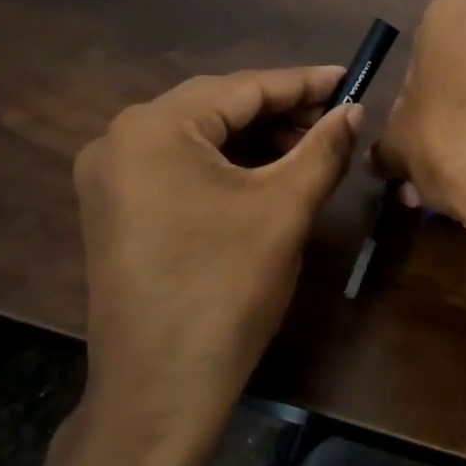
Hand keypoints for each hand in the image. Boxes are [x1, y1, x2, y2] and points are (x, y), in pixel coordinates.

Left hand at [65, 67, 360, 465]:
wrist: (161, 387)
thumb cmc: (226, 288)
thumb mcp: (284, 209)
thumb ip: (322, 149)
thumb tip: (354, 110)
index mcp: (154, 127)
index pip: (242, 88)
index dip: (303, 83)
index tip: (349, 78)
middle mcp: (120, 140)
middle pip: (216, 109)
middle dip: (280, 112)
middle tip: (336, 119)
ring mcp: (111, 178)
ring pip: (198, 140)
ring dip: (254, 140)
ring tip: (309, 148)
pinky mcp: (115, 211)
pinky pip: (179, 169)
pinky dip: (225, 167)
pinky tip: (266, 176)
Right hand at [371, 0, 465, 244]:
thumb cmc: (451, 136)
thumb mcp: (399, 144)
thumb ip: (386, 147)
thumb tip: (379, 159)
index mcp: (457, 8)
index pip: (420, 51)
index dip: (409, 101)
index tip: (409, 138)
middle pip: (462, 72)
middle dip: (445, 119)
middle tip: (429, 166)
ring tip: (458, 190)